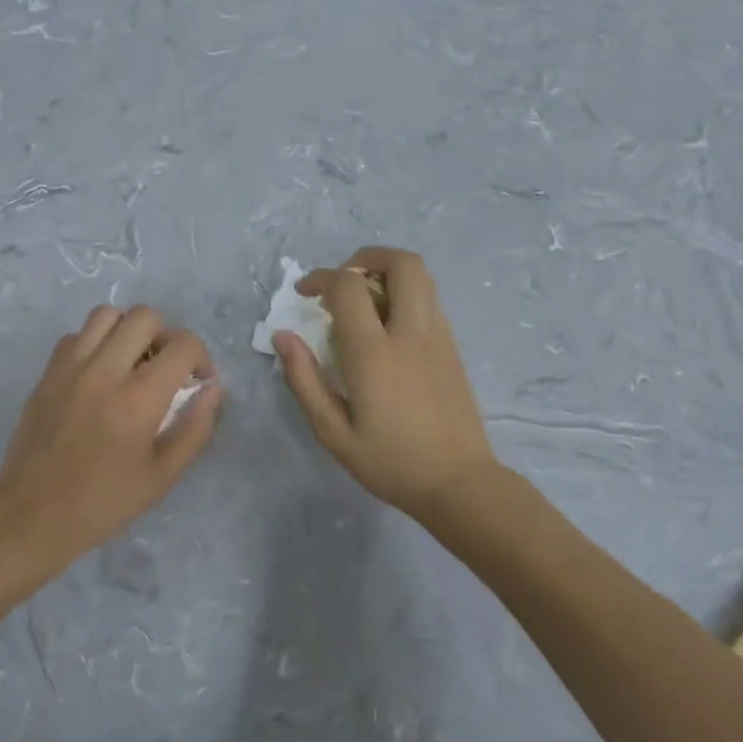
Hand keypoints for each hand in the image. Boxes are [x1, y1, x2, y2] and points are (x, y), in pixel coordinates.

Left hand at [0, 305, 221, 569]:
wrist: (31, 518)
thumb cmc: (103, 504)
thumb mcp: (163, 477)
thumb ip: (196, 429)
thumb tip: (213, 390)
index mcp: (138, 400)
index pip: (182, 346)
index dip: (201, 357)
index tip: (199, 382)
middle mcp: (103, 372)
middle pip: (145, 317)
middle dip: (167, 337)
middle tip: (167, 369)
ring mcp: (69, 369)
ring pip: (107, 314)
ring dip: (129, 331)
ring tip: (133, 363)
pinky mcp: (46, 375)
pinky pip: (76, 336)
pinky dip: (95, 343)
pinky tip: (100, 375)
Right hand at [274, 247, 501, 523]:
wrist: (459, 483)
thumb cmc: (391, 463)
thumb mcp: (334, 433)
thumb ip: (305, 381)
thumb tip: (283, 336)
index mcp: (374, 353)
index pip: (348, 287)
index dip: (320, 278)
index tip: (304, 293)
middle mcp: (410, 333)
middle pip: (400, 263)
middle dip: (365, 258)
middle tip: (342, 283)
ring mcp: (438, 336)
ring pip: (421, 276)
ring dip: (387, 272)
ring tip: (363, 300)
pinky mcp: (453, 346)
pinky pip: (429, 299)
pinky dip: (404, 294)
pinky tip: (387, 327)